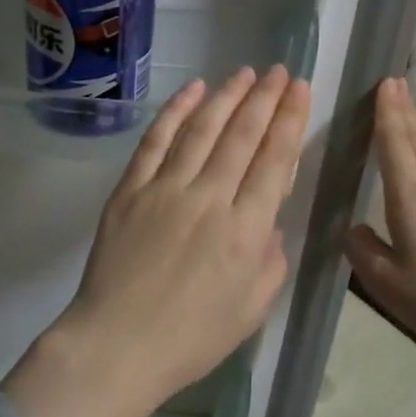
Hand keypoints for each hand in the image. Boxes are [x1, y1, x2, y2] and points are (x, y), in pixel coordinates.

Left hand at [5, 66, 308, 416]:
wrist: (117, 345)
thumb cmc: (191, 338)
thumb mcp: (252, 309)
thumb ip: (270, 258)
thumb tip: (267, 219)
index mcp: (246, 232)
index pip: (275, 161)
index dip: (289, 120)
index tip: (298, 89)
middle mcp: (210, 199)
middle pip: (242, 136)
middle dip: (264, 99)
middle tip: (277, 71)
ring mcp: (166, 189)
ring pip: (202, 129)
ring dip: (226, 97)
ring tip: (244, 73)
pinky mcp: (131, 188)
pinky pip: (156, 140)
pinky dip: (175, 111)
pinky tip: (193, 89)